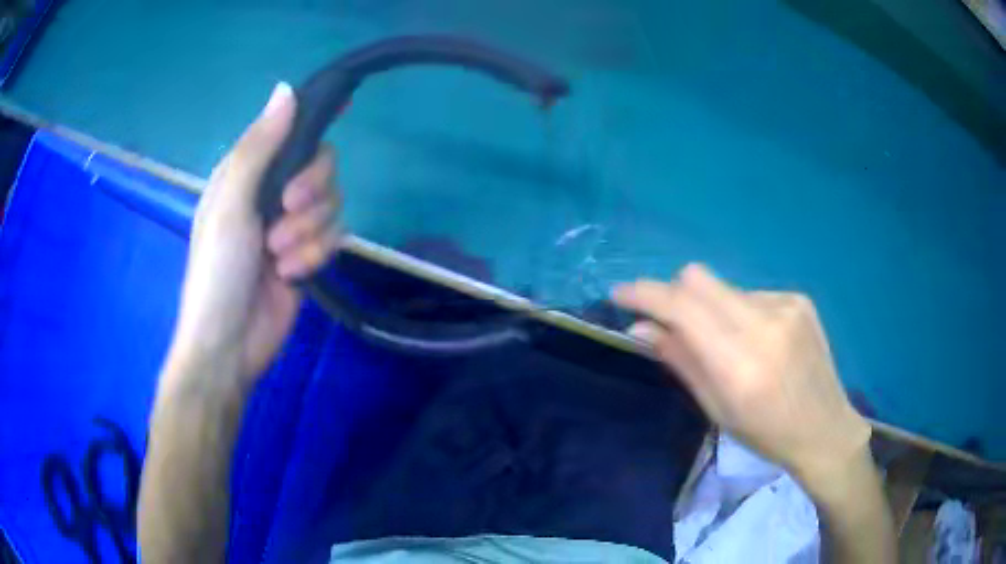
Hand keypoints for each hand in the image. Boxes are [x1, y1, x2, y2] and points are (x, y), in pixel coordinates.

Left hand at [166, 82, 341, 388]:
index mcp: (247, 173)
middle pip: (321, 166)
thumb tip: (286, 89)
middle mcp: (270, 193)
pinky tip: (290, 274)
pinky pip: (333, 237)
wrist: (229, 343)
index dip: (314, 121)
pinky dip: (313, 255)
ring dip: (307, 232)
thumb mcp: (230, 205)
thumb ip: (258, 149)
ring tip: (278, 257)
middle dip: (311, 189)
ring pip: (331, 203)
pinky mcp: (308, 254)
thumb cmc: (217, 271)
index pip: (290, 132)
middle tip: (287, 210)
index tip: (344, 109)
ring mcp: (291, 225)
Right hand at [613, 264, 870, 481]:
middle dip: (675, 294)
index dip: (645, 294)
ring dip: (711, 308)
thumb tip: (639, 328)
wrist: (824, 428)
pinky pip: (752, 294)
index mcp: (739, 362)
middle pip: (698, 278)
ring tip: (728, 343)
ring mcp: (786, 305)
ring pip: (724, 288)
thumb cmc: (766, 432)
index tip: (621, 294)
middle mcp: (764, 322)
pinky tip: (759, 341)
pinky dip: (741, 312)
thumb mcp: (717, 408)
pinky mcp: (799, 299)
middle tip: (670, 321)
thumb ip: (680, 360)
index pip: (681, 307)